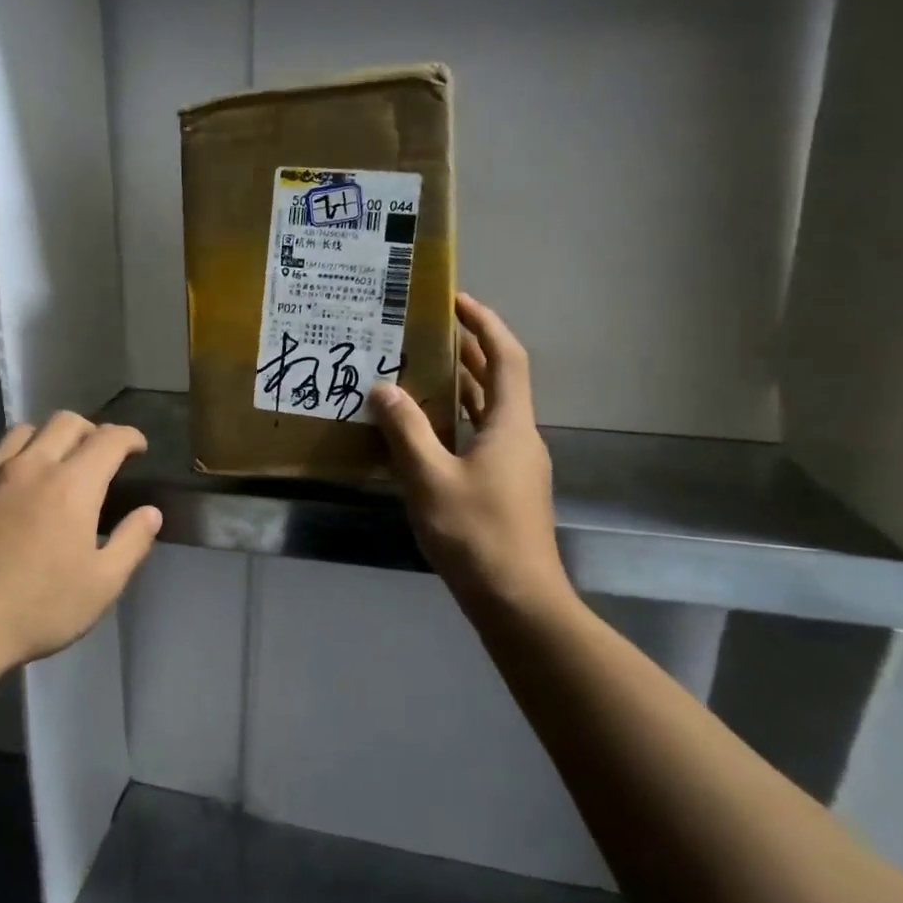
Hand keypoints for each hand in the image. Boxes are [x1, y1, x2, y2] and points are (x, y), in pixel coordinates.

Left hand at [0, 413, 162, 672]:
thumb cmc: (38, 608)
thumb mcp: (102, 585)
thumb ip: (131, 542)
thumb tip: (150, 512)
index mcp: (73, 485)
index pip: (109, 439)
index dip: (129, 437)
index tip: (138, 447)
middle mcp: (32, 466)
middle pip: (66, 423)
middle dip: (91, 430)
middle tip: (99, 454)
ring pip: (22, 431)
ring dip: (47, 438)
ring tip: (53, 460)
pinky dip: (4, 456)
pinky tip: (6, 476)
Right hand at [369, 294, 572, 618]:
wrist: (517, 602)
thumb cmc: (476, 534)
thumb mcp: (431, 479)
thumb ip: (406, 431)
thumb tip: (384, 388)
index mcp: (510, 426)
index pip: (506, 358)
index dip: (484, 325)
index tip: (456, 301)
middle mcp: (519, 438)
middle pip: (498, 381)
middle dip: (468, 352)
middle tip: (427, 332)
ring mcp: (515, 466)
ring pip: (489, 412)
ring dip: (461, 387)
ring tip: (419, 371)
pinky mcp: (505, 489)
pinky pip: (480, 438)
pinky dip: (456, 422)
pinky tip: (424, 432)